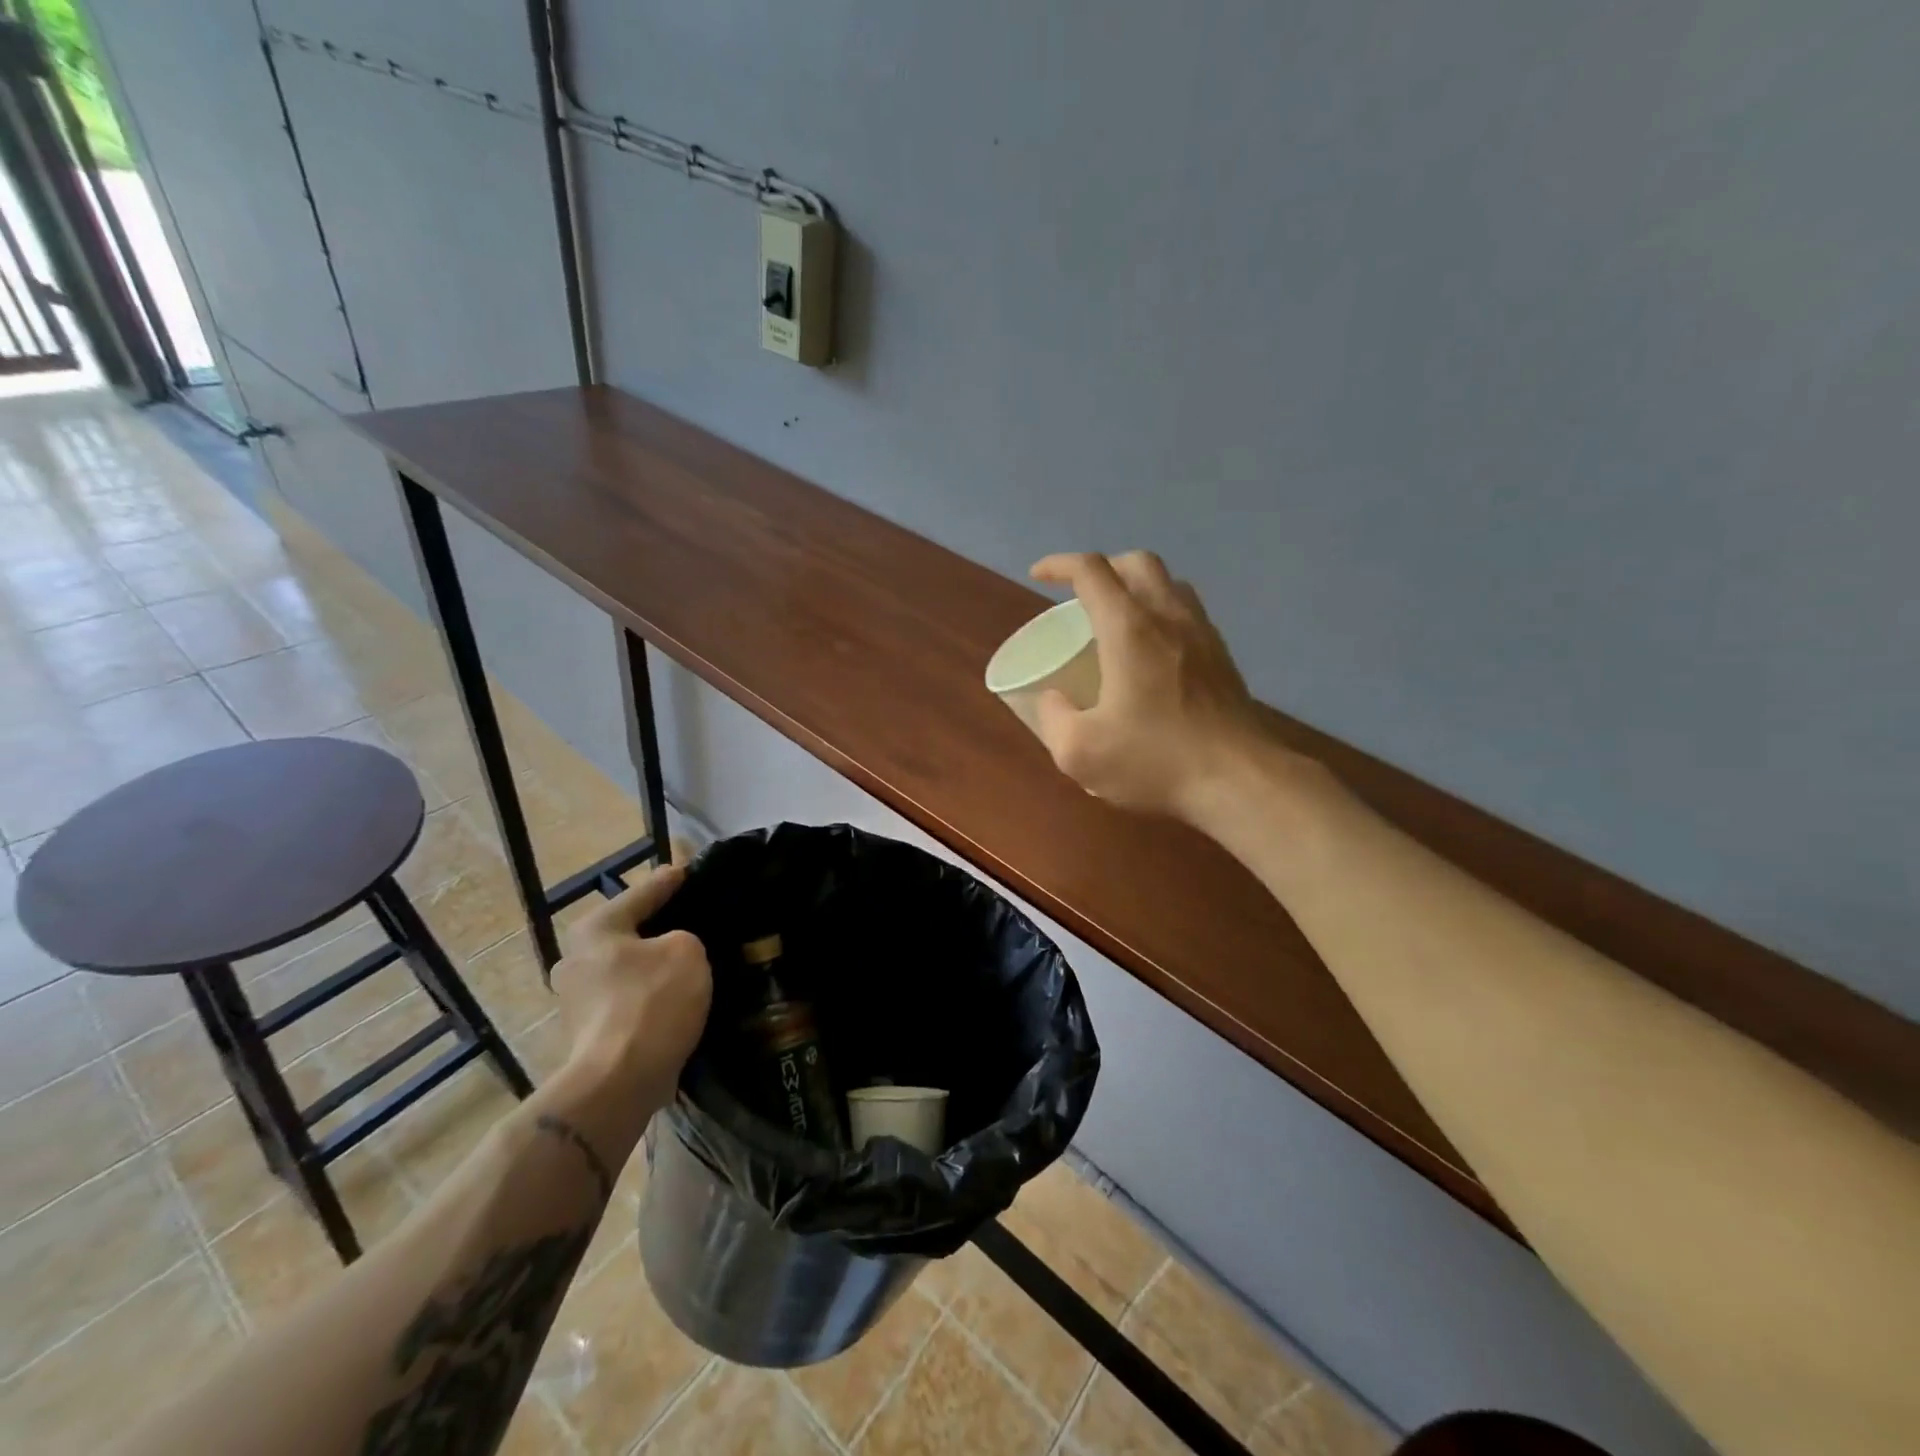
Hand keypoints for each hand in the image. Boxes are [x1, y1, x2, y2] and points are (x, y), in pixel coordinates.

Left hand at [550, 866, 711, 1121]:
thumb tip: (674, 948)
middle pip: (632, 931)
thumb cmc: (652, 1002)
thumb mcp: (687, 951)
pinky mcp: (587, 1033)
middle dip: (663, 927)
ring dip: (656, 966)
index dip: (675, 879)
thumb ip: (684, 937)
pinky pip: (629, 1000)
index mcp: (596, 928)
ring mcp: (576, 999)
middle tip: (701, 923)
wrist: (618, 1083)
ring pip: (630, 968)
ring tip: (694, 964)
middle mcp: (576, 958)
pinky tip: (678, 1000)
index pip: (645, 891)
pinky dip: (651, 997)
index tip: (695, 869)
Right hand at [1028, 552, 1268, 823]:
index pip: (1091, 571)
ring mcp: (1203, 634)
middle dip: (1103, 567)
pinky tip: (1153, 652)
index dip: (1059, 564)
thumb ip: (1054, 718)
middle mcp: (1168, 617)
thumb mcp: (1079, 752)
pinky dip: (1162, 613)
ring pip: (1170, 583)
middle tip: (1080, 595)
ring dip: (1137, 587)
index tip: (1038, 575)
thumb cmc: (1154, 760)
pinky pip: (1189, 612)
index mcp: (1128, 629)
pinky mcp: (1223, 657)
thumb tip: (1053, 698)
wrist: (1238, 780)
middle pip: (1137, 562)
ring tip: (1117, 618)